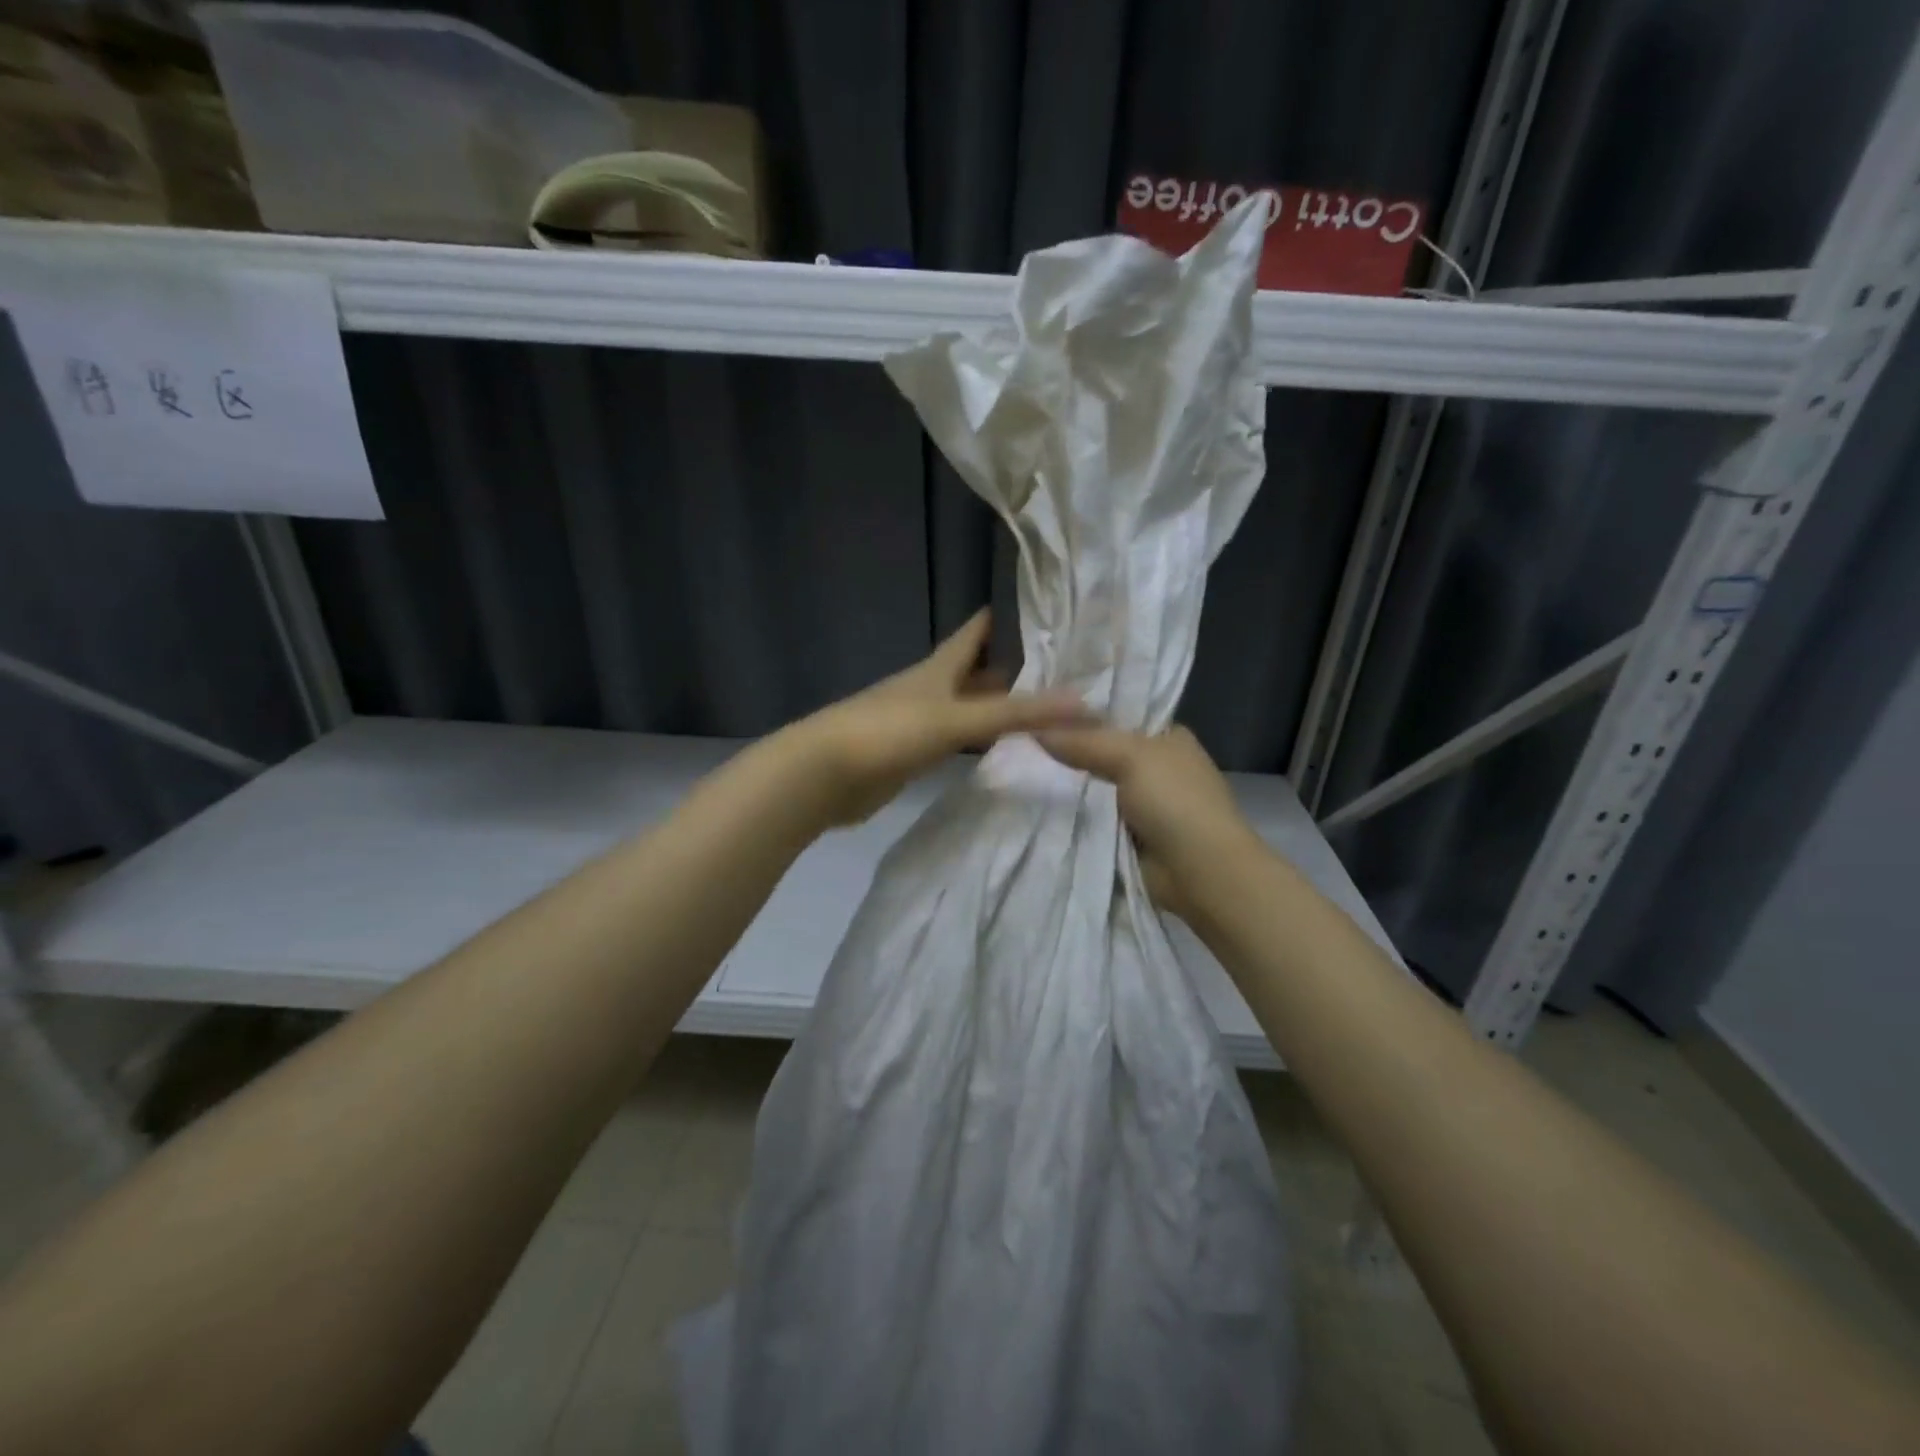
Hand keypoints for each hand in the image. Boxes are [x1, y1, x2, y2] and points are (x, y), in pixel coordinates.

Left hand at [787, 609, 1090, 827]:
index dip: (1004, 617)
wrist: (824, 774)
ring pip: (966, 706)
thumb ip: (1017, 713)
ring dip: (996, 705)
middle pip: (974, 670)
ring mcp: (919, 722)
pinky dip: (978, 739)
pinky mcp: (911, 755)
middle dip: (1010, 666)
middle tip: (1058, 665)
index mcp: (939, 668)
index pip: (976, 632)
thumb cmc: (889, 732)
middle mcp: (930, 689)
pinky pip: (954, 740)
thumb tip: (1085, 703)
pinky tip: (997, 747)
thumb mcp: (957, 718)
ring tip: (1040, 706)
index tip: (1042, 606)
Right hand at [1035, 723, 1256, 918]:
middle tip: (1019, 740)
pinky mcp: (1127, 835)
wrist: (1199, 872)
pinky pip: (1091, 818)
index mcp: (1166, 737)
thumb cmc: (1175, 801)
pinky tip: (1034, 803)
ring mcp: (1141, 803)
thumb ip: (1083, 741)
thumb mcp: (1130, 756)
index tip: (1038, 709)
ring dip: (1065, 785)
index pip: (1118, 714)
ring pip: (1092, 786)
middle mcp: (1155, 766)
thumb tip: (1033, 730)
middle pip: (1100, 751)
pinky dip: (1071, 815)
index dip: (1081, 712)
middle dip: (1066, 750)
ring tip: (1017, 768)